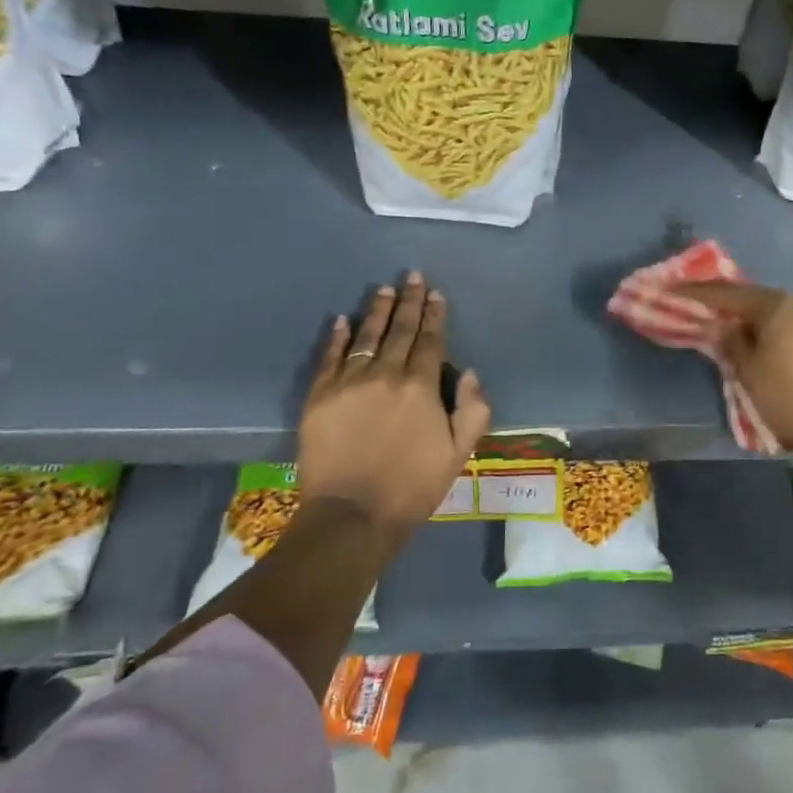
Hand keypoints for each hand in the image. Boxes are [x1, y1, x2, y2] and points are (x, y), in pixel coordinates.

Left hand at [299, 272, 491, 534]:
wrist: (353, 515)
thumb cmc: (413, 486)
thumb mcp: (459, 453)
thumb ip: (473, 410)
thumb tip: (470, 373)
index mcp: (421, 387)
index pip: (431, 341)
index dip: (435, 316)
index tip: (436, 294)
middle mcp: (386, 375)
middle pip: (400, 331)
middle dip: (409, 302)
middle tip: (412, 277)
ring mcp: (348, 383)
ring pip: (366, 337)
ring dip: (377, 311)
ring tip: (384, 290)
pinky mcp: (319, 397)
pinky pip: (329, 358)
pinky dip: (337, 337)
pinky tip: (342, 320)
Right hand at [674, 281, 792, 461]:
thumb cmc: (787, 398)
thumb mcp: (748, 373)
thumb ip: (732, 343)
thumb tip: (723, 326)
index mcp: (779, 308)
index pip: (732, 294)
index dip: (702, 293)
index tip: (678, 290)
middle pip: (766, 303)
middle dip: (742, 310)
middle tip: (722, 318)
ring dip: (774, 328)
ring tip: (761, 344)